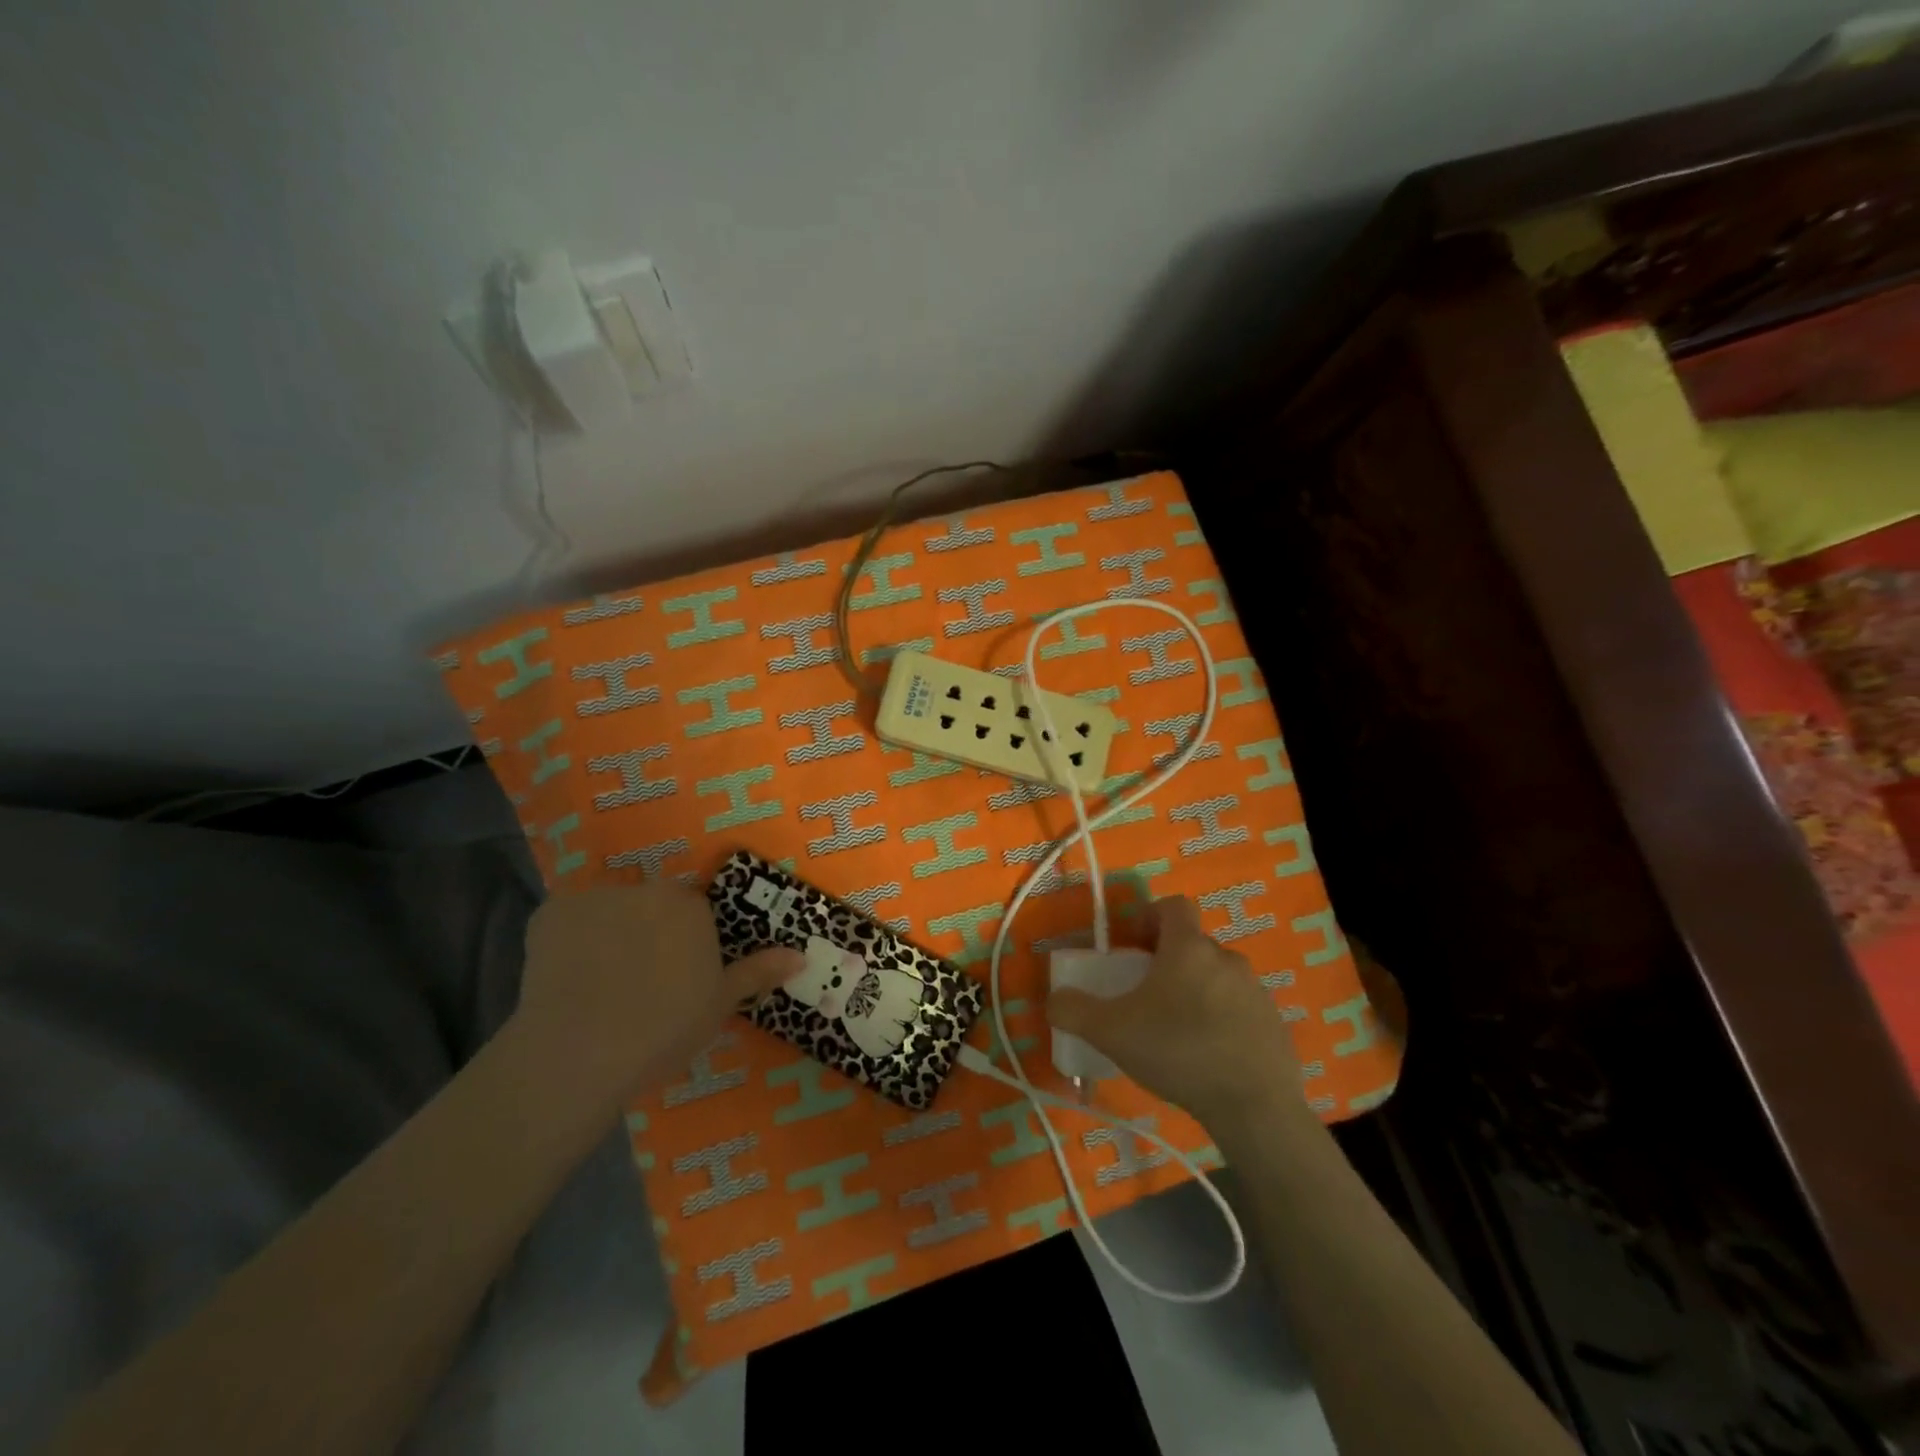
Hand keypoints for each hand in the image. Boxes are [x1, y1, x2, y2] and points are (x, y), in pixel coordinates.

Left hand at [512, 883, 802, 1107]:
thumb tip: (801, 955)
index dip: (683, 949)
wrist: (581, 1052)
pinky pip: (566, 923)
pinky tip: (564, 980)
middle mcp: (647, 890)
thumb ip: (758, 972)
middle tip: (635, 985)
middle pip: (650, 908)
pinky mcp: (551, 913)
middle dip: (646, 936)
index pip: (692, 915)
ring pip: (608, 914)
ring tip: (595, 988)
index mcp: (691, 907)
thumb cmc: (664, 1028)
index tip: (673, 982)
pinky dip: (566, 944)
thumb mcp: (720, 1005)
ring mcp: (596, 898)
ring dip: (607, 937)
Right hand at [1046, 896, 1301, 1123]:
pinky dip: (1221, 1019)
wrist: (1254, 1106)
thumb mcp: (1111, 1032)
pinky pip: (1240, 1008)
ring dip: (1195, 990)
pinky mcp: (1274, 1023)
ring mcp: (1255, 991)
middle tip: (1146, 994)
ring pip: (1217, 976)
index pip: (1174, 906)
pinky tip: (1207, 1055)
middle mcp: (1226, 958)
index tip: (1134, 945)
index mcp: (1188, 948)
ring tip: (1176, 1030)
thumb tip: (1054, 999)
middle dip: (1169, 960)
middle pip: (1193, 943)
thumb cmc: (1178, 1052)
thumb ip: (1074, 1011)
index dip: (1151, 916)